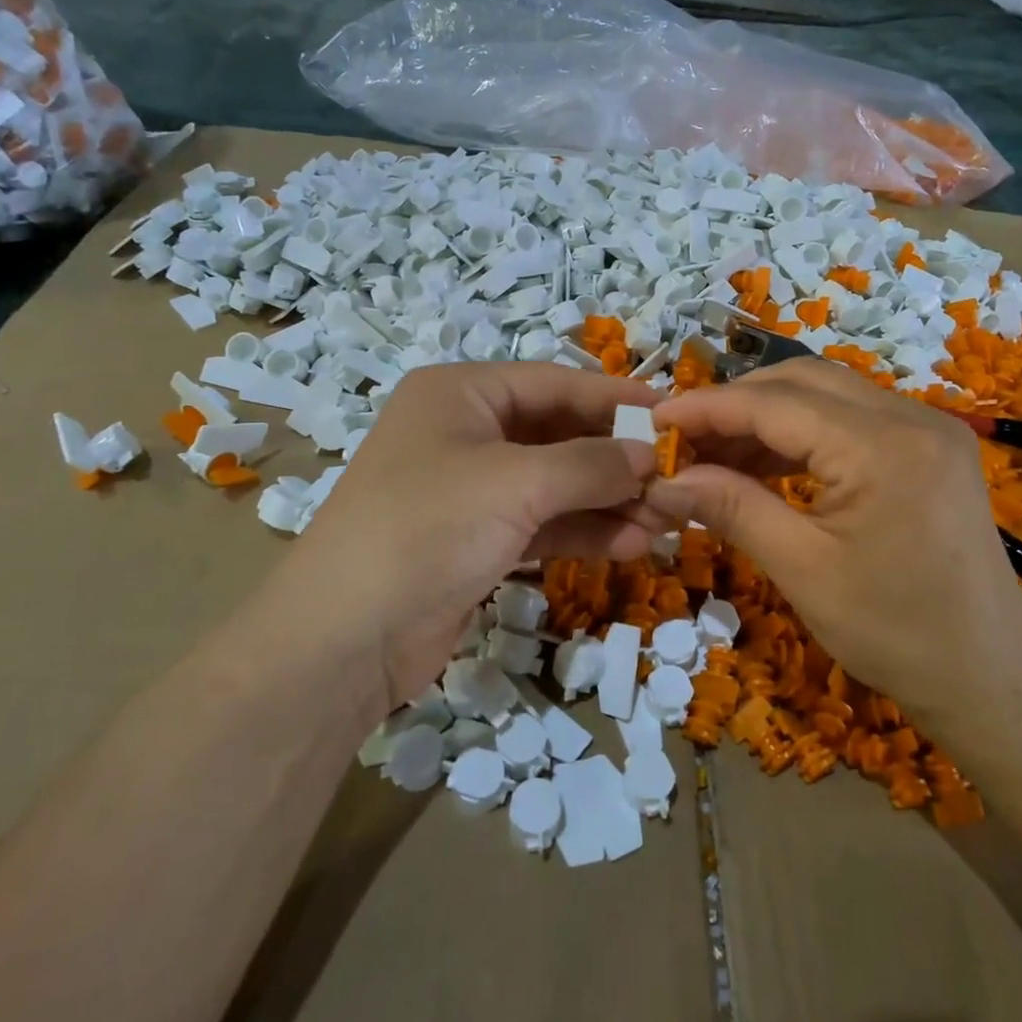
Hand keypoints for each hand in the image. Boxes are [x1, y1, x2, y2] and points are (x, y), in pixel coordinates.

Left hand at [279, 363, 667, 715]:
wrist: (345, 639)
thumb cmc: (428, 528)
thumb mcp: (516, 483)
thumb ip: (591, 464)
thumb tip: (649, 455)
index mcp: (462, 393)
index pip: (556, 382)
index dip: (616, 398)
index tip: (674, 413)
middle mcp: (465, 432)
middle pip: (559, 434)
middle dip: (617, 459)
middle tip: (676, 479)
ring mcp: (471, 489)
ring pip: (556, 484)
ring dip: (608, 500)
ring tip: (665, 521)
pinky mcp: (477, 540)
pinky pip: (543, 523)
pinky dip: (584, 531)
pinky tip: (631, 545)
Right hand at [647, 360, 1021, 755]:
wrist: (990, 675)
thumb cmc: (896, 633)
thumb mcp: (803, 571)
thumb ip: (733, 509)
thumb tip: (665, 480)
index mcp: (883, 447)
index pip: (775, 403)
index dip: (708, 407)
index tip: (654, 419)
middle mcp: (912, 416)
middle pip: (802, 380)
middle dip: (736, 403)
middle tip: (684, 440)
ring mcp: (928, 426)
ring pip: (826, 392)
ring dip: (767, 415)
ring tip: (715, 455)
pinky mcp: (930, 445)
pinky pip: (851, 417)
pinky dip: (802, 432)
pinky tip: (765, 464)